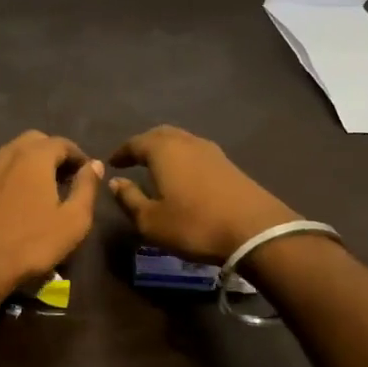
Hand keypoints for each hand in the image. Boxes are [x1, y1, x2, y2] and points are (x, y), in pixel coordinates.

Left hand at [0, 131, 103, 300]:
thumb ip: (86, 188)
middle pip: (34, 141)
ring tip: (41, 188)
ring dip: (29, 163)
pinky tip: (8, 193)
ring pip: (11, 154)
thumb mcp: (73, 220)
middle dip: (53, 154)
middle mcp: (7, 154)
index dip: (79, 157)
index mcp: (35, 156)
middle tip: (66, 178)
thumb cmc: (31, 243)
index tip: (88, 175)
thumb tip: (94, 165)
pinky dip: (5, 176)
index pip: (62, 143)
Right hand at [107, 125, 296, 262]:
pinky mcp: (229, 165)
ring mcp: (212, 151)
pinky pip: (197, 153)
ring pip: (182, 141)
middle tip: (132, 159)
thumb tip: (115, 182)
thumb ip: (129, 199)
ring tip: (155, 167)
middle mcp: (187, 142)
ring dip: (165, 150)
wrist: (255, 232)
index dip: (121, 152)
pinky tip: (182, 176)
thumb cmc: (194, 225)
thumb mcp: (150, 220)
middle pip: (161, 135)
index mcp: (164, 150)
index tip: (112, 163)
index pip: (135, 142)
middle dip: (144, 145)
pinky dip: (183, 159)